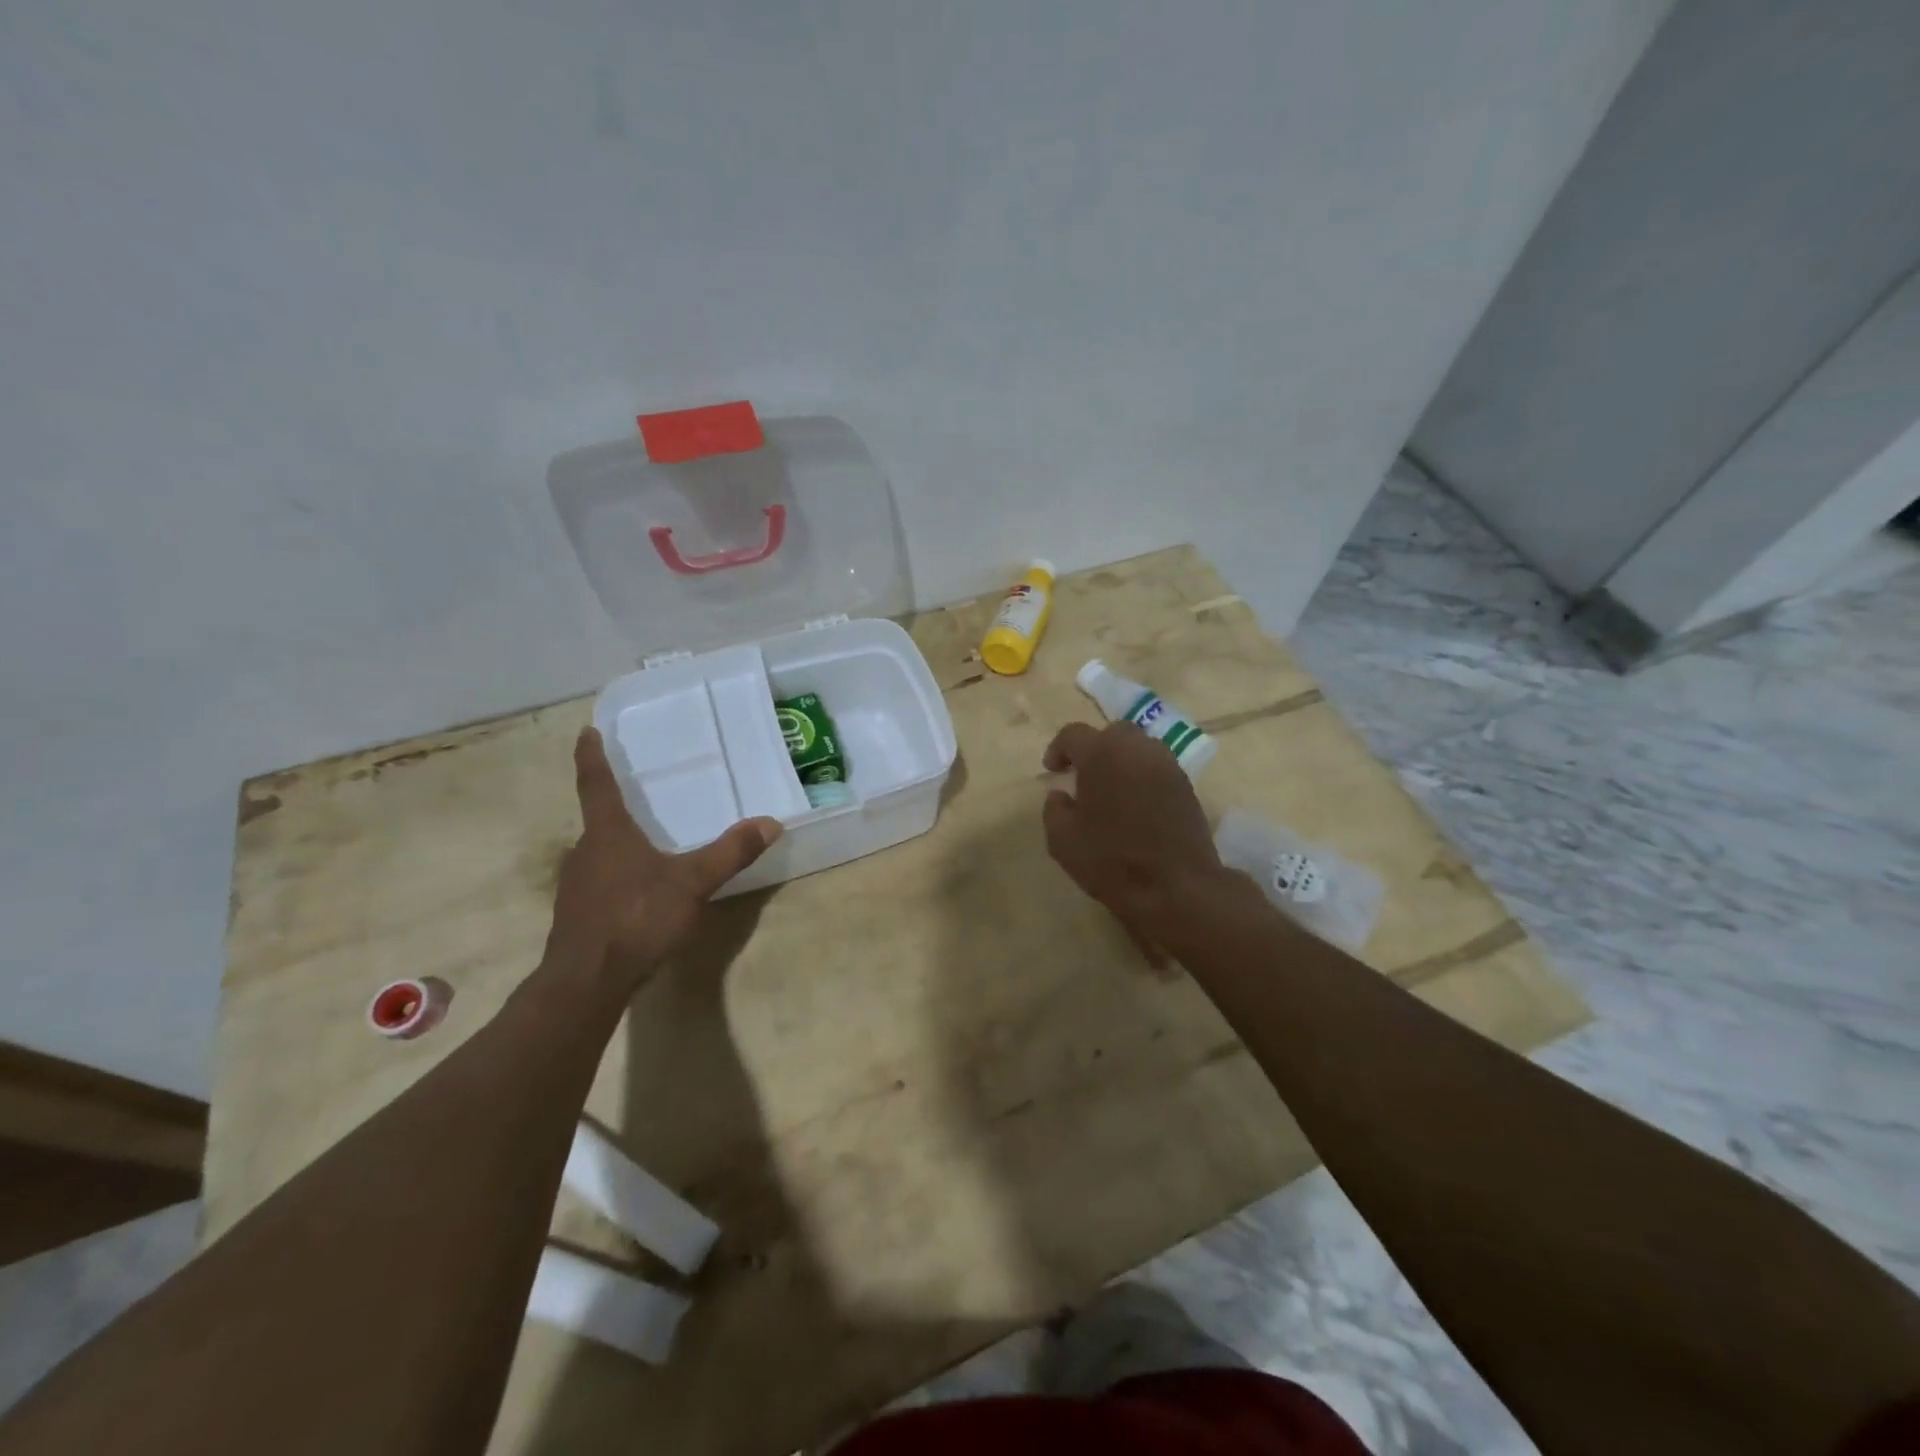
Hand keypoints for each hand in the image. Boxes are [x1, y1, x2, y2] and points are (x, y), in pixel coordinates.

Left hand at [547, 728, 782, 992]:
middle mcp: (585, 852)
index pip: (596, 784)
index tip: (587, 731)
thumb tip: (770, 822)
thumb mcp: (691, 884)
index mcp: (607, 834)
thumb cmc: (635, 919)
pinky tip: (641, 892)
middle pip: (599, 820)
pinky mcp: (579, 916)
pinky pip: (601, 882)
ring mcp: (578, 886)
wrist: (585, 984)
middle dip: (617, 807)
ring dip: (618, 844)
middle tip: (640, 794)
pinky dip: (620, 876)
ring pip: (600, 853)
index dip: (592, 756)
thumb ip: (730, 853)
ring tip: (647, 843)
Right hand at [1042, 721, 1225, 964]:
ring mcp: (1167, 765)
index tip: (1053, 771)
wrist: (1176, 887)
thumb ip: (1054, 809)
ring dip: (1121, 760)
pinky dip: (1142, 776)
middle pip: (1112, 733)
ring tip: (1111, 790)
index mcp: (1102, 754)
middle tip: (1083, 776)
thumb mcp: (1062, 840)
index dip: (1058, 749)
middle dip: (1094, 749)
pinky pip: (1157, 768)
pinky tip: (1134, 805)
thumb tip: (1060, 794)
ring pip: (1139, 747)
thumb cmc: (1111, 861)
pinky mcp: (1186, 785)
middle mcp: (1137, 749)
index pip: (1074, 734)